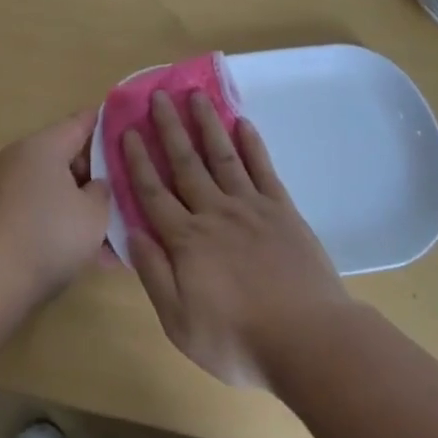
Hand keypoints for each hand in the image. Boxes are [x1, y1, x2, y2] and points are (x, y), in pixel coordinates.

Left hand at [0, 110, 111, 307]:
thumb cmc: (49, 236)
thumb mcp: (94, 213)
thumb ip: (103, 191)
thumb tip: (94, 185)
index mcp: (44, 145)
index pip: (83, 121)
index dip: (110, 124)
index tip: (135, 130)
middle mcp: (23, 158)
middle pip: (70, 155)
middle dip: (101, 174)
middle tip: (130, 193)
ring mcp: (9, 187)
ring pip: (59, 188)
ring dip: (85, 206)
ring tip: (116, 234)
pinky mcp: (3, 216)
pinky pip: (44, 209)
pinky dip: (66, 223)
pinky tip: (92, 254)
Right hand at [123, 90, 350, 388]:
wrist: (309, 342)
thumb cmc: (237, 340)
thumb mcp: (179, 323)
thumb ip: (153, 274)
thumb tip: (131, 232)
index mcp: (186, 240)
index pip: (153, 192)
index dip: (138, 160)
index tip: (128, 129)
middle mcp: (214, 213)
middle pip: (186, 163)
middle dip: (169, 128)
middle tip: (158, 95)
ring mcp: (251, 208)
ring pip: (222, 156)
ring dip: (207, 124)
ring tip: (196, 96)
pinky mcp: (283, 211)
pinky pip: (263, 169)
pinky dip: (252, 144)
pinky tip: (242, 123)